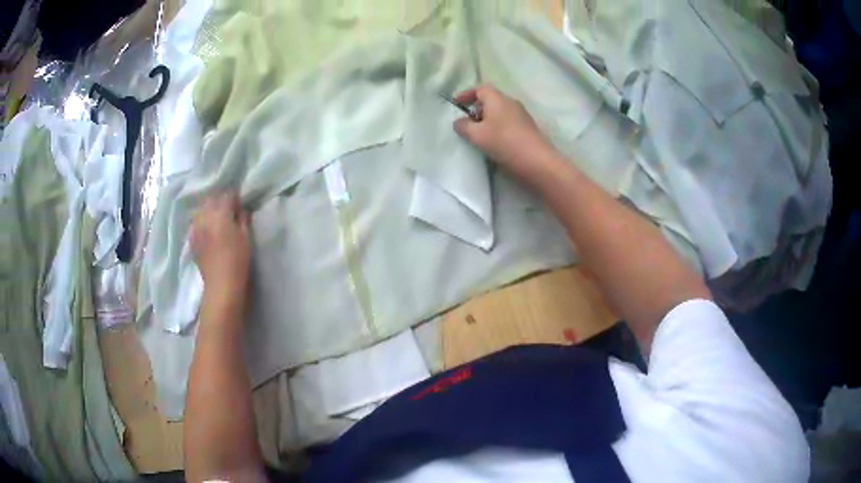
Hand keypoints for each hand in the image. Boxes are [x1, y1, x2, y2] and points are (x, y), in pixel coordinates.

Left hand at [190, 192, 251, 305]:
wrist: (221, 285)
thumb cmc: (238, 261)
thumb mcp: (246, 238)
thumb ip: (243, 220)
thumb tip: (241, 210)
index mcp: (220, 215)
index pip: (227, 196)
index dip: (234, 198)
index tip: (240, 205)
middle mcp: (205, 217)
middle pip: (211, 200)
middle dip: (220, 201)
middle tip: (229, 210)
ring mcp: (196, 228)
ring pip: (201, 211)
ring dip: (209, 211)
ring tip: (216, 220)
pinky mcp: (192, 240)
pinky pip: (196, 224)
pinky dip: (202, 223)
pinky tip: (207, 231)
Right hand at [453, 84, 559, 186]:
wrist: (537, 161)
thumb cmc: (504, 142)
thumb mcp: (477, 135)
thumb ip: (464, 126)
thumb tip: (459, 122)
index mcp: (497, 98)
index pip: (480, 88)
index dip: (466, 94)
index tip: (456, 104)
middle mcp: (511, 102)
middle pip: (491, 99)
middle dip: (477, 108)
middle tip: (467, 122)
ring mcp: (522, 115)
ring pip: (500, 111)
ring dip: (488, 119)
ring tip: (479, 134)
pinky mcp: (528, 128)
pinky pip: (508, 121)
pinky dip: (498, 127)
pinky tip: (494, 142)